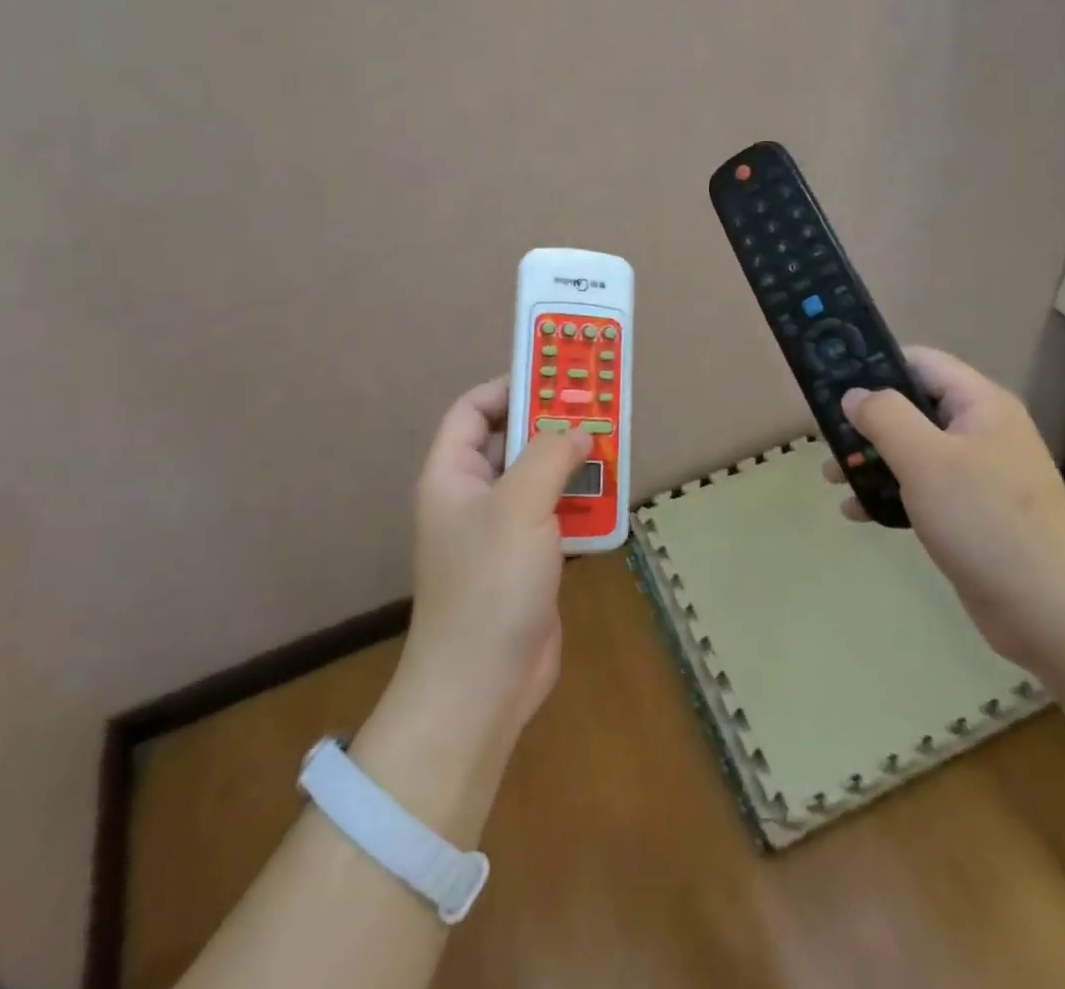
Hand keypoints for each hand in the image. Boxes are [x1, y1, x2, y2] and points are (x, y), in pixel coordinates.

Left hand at [398, 376, 592, 740]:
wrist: (483, 687)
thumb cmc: (490, 584)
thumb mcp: (519, 506)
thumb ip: (550, 455)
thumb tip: (578, 429)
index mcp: (452, 475)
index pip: (472, 411)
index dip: (509, 387)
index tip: (555, 377)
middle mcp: (472, 496)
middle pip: (511, 441)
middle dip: (552, 423)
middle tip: (597, 406)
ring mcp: (500, 530)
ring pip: (539, 477)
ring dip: (573, 462)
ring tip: (613, 444)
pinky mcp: (527, 559)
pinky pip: (555, 513)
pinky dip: (580, 501)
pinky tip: (611, 495)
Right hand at [828, 346, 1064, 667]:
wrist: (1052, 612)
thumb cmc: (985, 520)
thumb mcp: (926, 459)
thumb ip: (885, 417)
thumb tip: (854, 394)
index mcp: (980, 404)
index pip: (920, 362)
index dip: (875, 365)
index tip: (831, 382)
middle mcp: (980, 431)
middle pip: (912, 407)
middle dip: (865, 421)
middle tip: (823, 436)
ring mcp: (978, 474)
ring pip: (912, 451)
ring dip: (871, 459)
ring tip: (830, 476)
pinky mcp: (971, 513)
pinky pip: (921, 489)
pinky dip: (889, 493)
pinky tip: (857, 511)